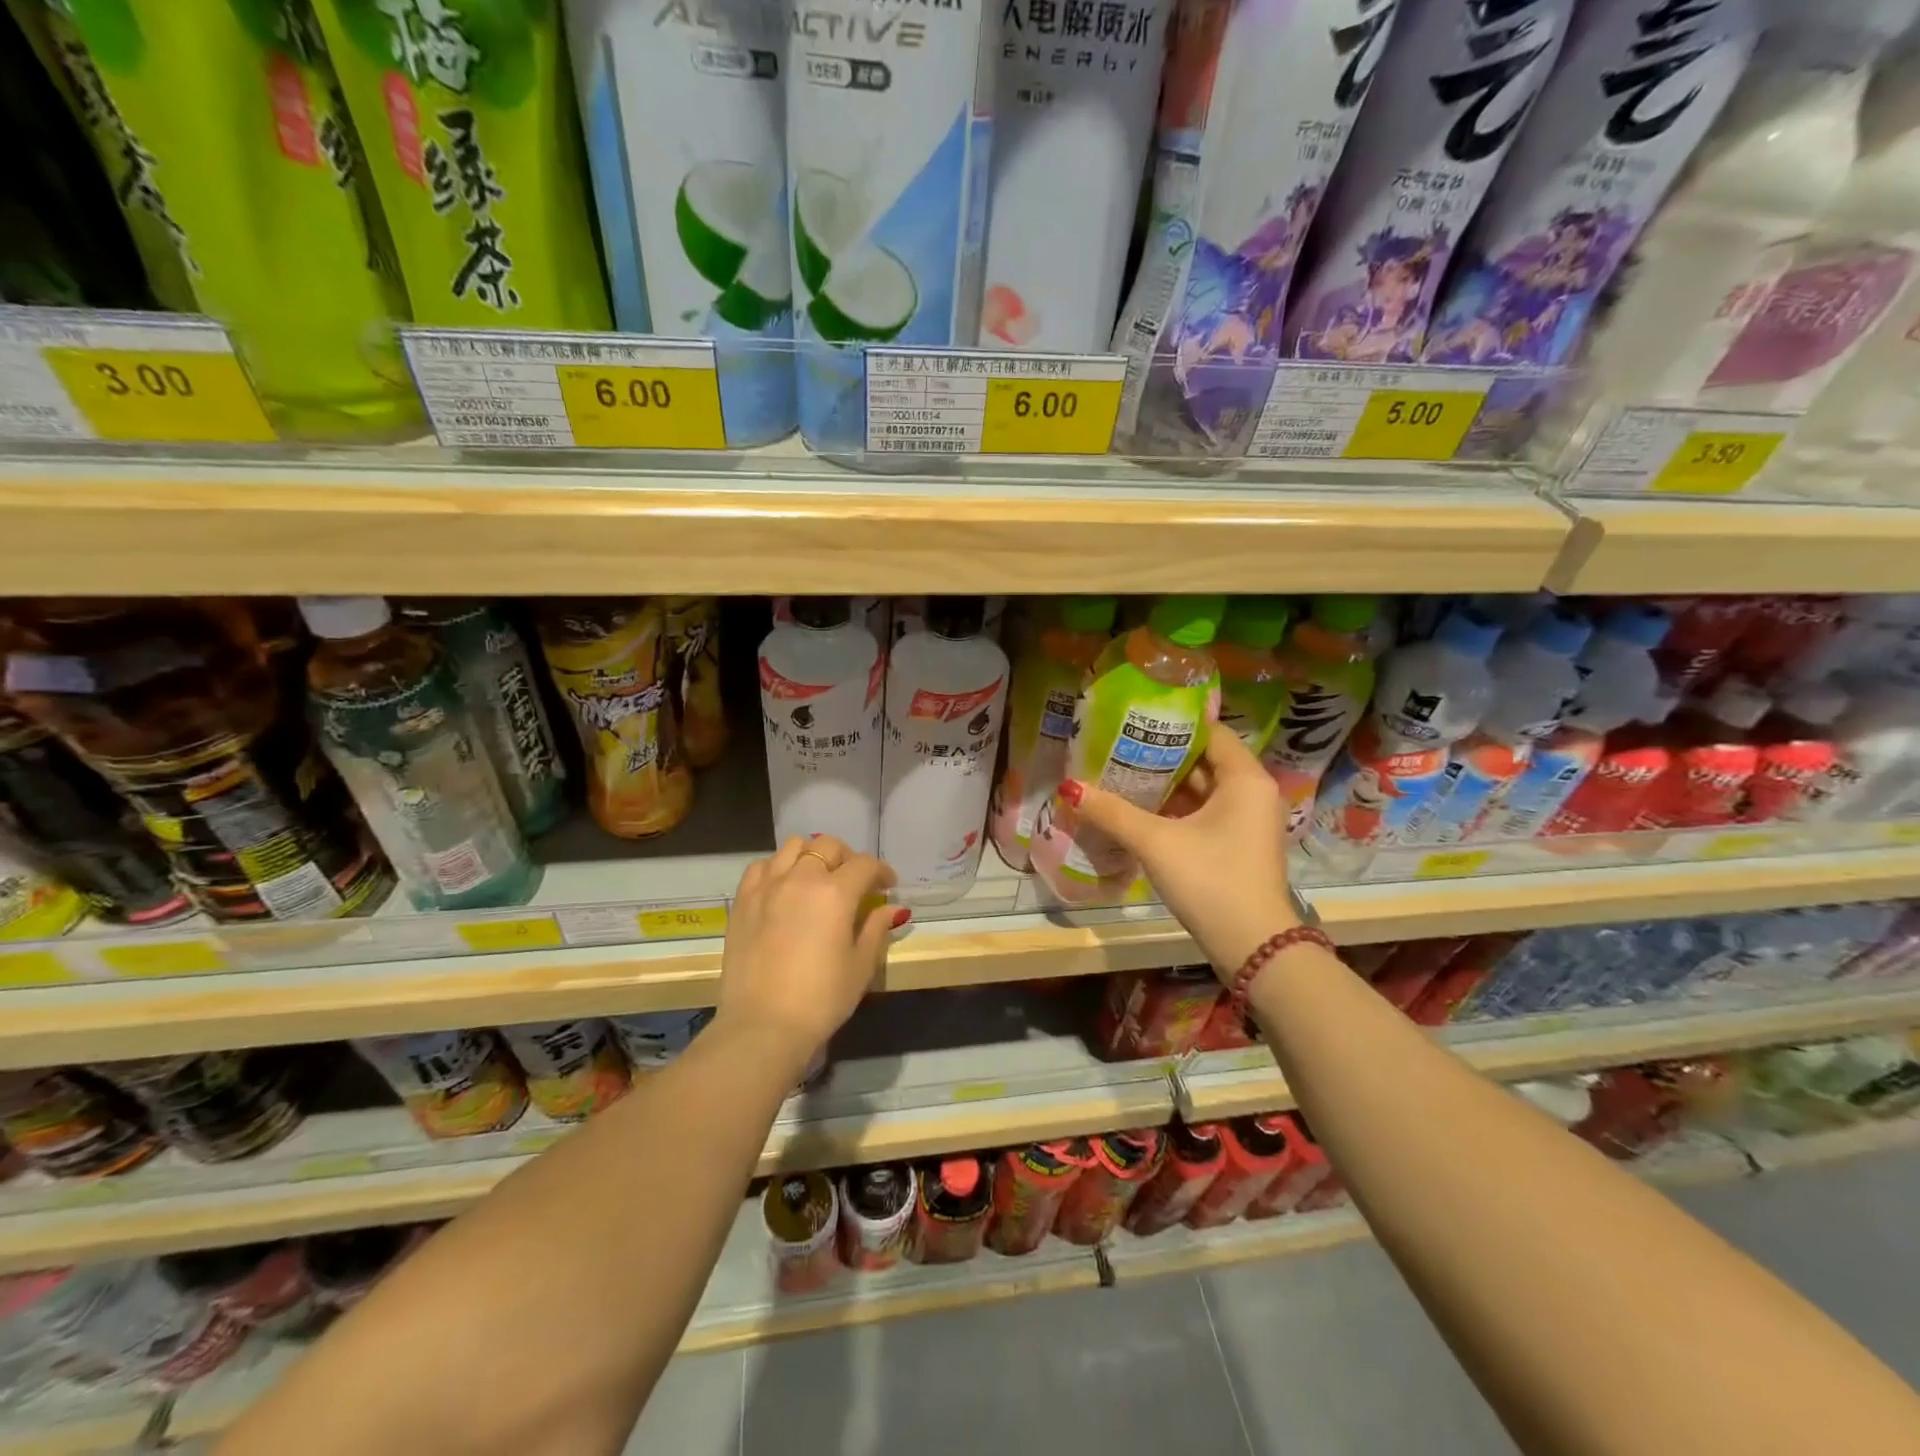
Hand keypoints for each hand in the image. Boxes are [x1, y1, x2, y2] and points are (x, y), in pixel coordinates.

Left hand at [717, 835, 901, 1069]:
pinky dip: (778, 868)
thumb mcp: (860, 966)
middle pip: (829, 846)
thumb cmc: (821, 999)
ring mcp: (768, 886)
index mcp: (836, 893)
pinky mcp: (743, 900)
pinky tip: (784, 887)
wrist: (762, 1026)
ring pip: (794, 847)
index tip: (888, 886)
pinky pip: (762, 866)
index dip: (882, 872)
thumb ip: (876, 928)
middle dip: (848, 858)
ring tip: (817, 878)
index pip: (865, 865)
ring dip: (812, 856)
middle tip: (855, 881)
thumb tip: (889, 907)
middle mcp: (801, 878)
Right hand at [1064, 728, 1296, 978]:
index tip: (1134, 718)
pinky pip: (1204, 814)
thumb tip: (1069, 787)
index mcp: (1245, 779)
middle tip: (1118, 745)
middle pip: (1204, 761)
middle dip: (1162, 755)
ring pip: (1203, 790)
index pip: (1210, 732)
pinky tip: (1139, 810)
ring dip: (1166, 785)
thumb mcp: (1156, 843)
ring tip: (1121, 772)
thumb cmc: (1211, 881)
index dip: (1172, 724)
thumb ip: (1112, 812)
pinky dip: (1175, 809)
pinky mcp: (1237, 845)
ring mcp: (1247, 822)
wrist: (1253, 947)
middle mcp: (1253, 793)